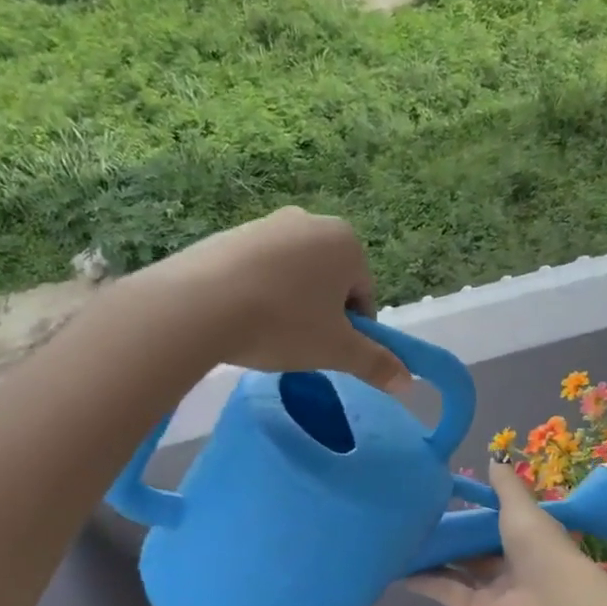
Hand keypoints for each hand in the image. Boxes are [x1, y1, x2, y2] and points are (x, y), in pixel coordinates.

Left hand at [128, 207, 406, 388]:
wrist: (197, 305)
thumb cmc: (283, 323)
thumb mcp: (337, 350)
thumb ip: (376, 363)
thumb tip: (409, 384)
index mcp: (346, 242)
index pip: (364, 295)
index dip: (351, 330)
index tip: (328, 350)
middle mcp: (310, 222)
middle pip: (329, 281)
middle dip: (320, 313)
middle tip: (299, 343)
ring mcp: (266, 224)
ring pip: (293, 276)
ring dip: (289, 304)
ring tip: (266, 333)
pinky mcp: (228, 235)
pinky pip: (257, 270)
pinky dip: (257, 293)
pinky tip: (240, 318)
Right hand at [404, 459, 579, 605]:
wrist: (551, 604)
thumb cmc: (539, 547)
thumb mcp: (521, 508)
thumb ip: (505, 486)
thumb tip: (494, 458)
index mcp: (526, 537)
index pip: (497, 523)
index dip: (474, 513)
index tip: (445, 498)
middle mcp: (510, 563)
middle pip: (474, 549)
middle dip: (451, 536)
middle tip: (416, 519)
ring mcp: (492, 589)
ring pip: (458, 570)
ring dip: (434, 558)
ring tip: (402, 542)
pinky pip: (447, 593)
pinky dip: (425, 583)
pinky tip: (400, 571)